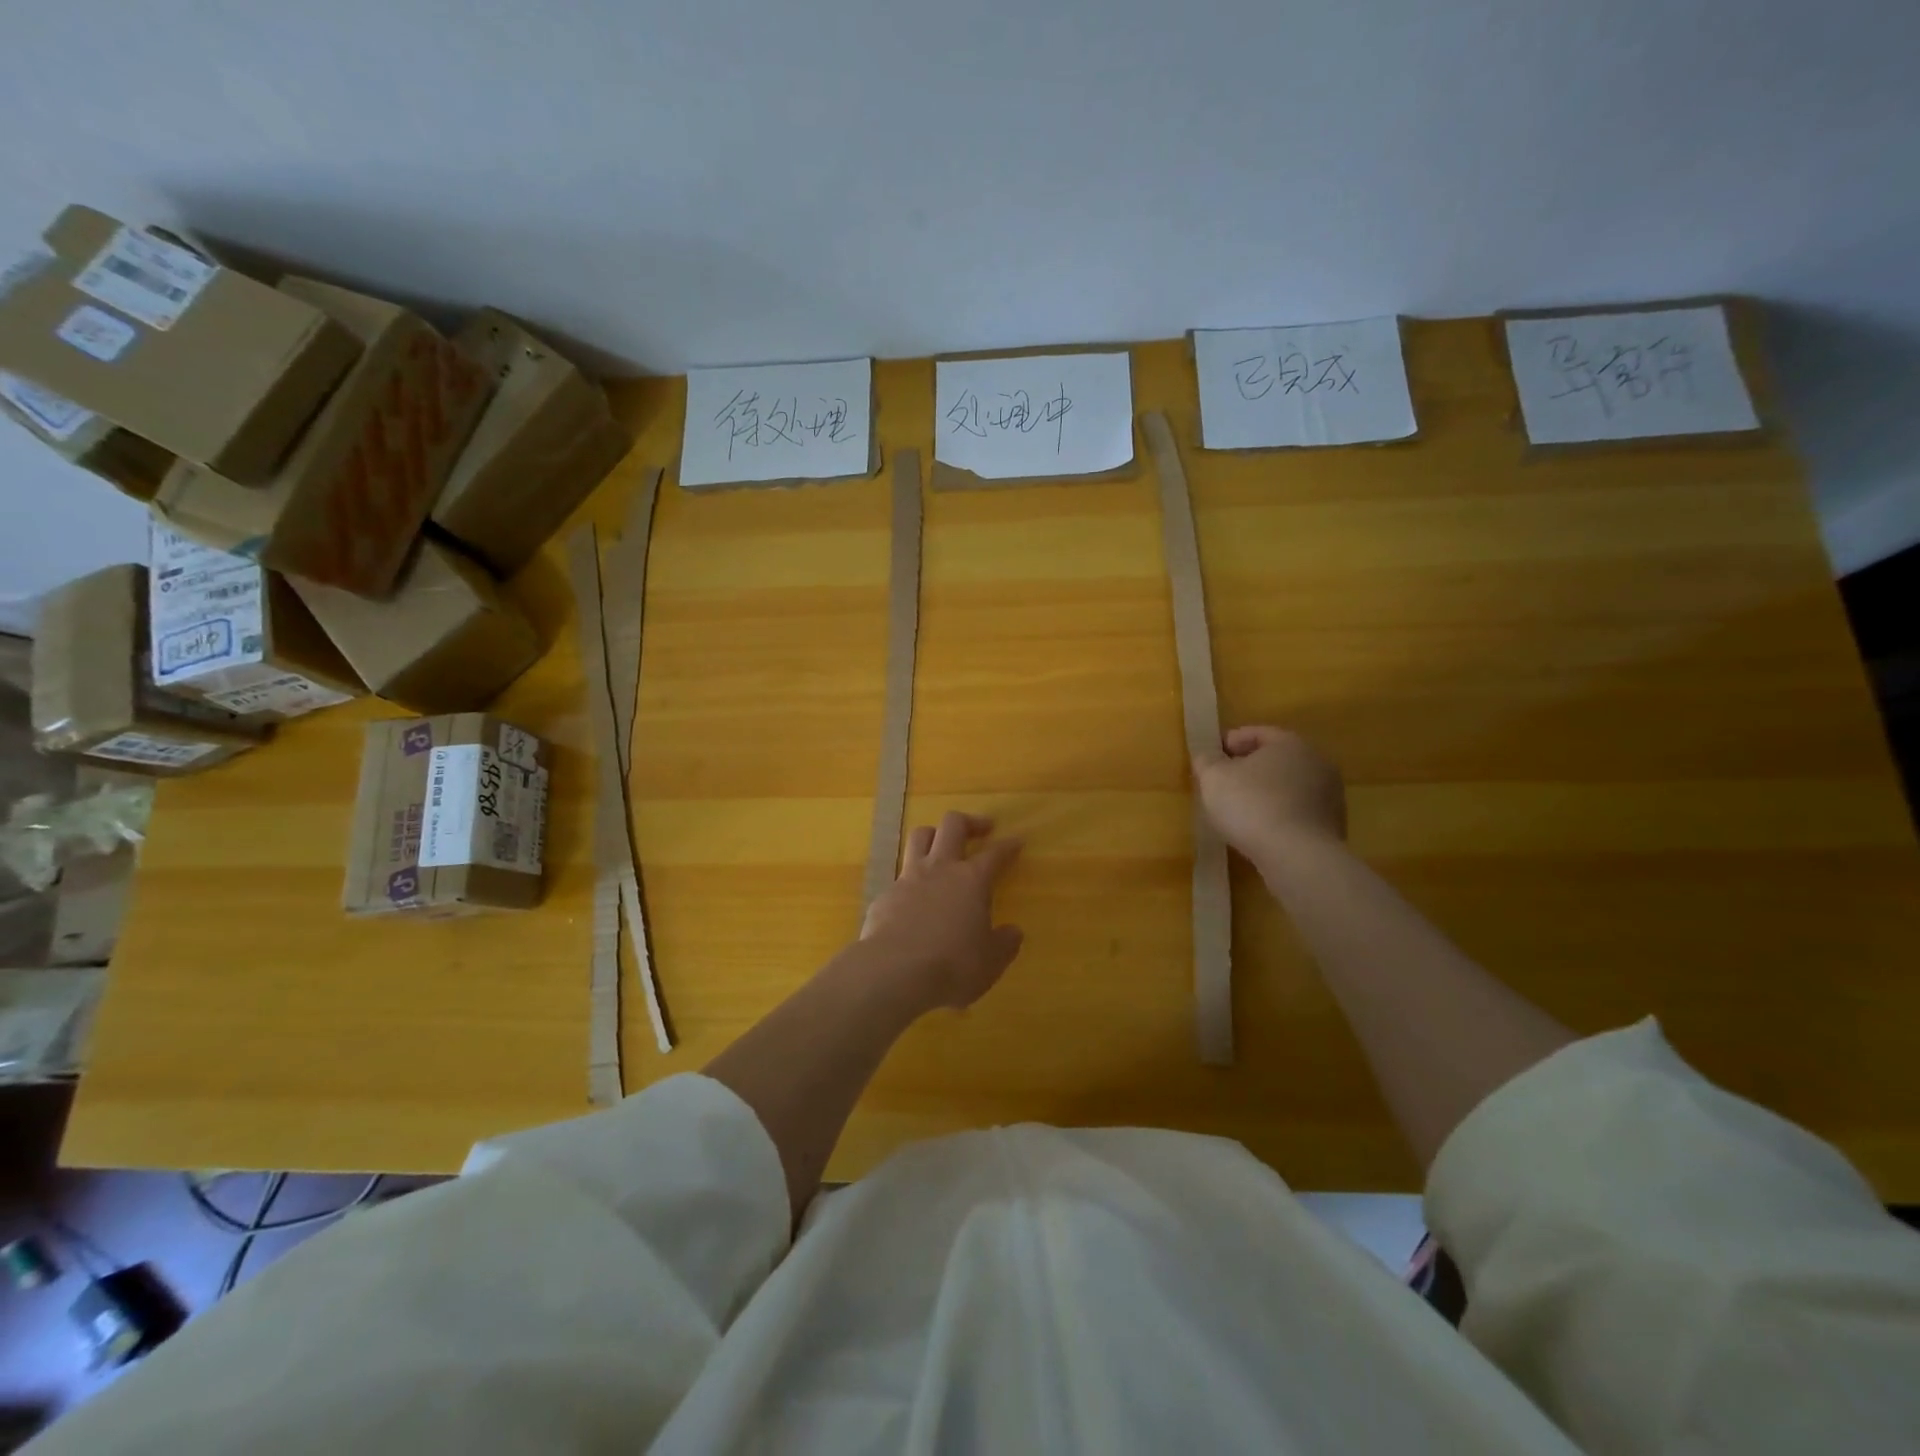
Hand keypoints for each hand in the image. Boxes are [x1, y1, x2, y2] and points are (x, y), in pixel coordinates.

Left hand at [860, 812, 1024, 1011]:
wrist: (894, 972)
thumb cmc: (953, 965)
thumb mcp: (990, 961)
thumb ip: (1004, 943)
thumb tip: (1013, 932)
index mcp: (972, 880)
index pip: (995, 853)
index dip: (1008, 845)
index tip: (1016, 840)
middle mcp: (940, 869)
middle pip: (952, 825)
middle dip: (970, 822)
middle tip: (982, 828)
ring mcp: (908, 878)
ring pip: (919, 837)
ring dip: (934, 834)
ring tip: (942, 844)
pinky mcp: (885, 895)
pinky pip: (899, 876)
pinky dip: (911, 881)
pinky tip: (914, 899)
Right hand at [1193, 725, 1346, 864]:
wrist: (1297, 856)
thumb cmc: (1252, 805)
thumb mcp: (1214, 777)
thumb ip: (1207, 760)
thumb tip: (1208, 756)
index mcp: (1290, 743)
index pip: (1257, 733)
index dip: (1230, 742)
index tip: (1210, 757)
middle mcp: (1317, 762)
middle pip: (1276, 759)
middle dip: (1249, 767)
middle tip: (1223, 782)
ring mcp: (1330, 795)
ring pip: (1288, 786)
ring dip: (1265, 792)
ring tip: (1239, 809)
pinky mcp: (1332, 825)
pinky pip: (1297, 811)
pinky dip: (1278, 814)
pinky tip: (1260, 829)